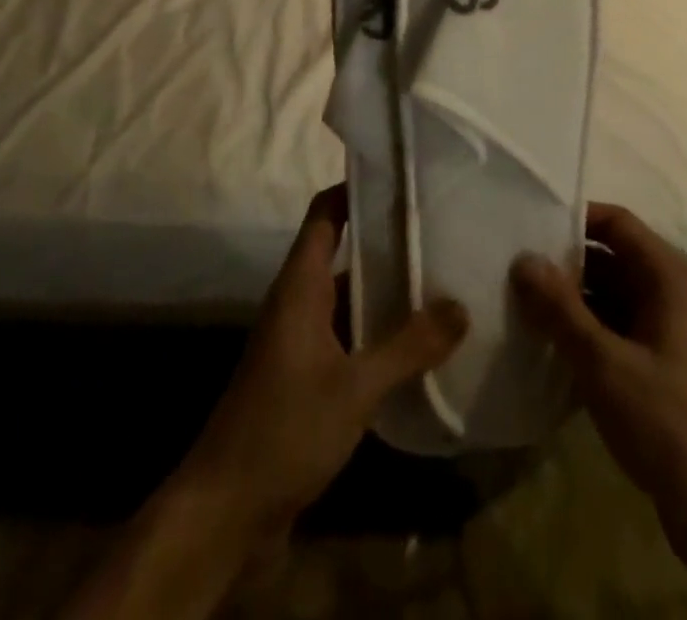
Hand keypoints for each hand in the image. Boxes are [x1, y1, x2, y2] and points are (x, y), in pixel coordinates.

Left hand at [67, 186, 466, 619]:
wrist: (224, 512)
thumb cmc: (284, 429)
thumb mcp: (355, 388)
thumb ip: (409, 346)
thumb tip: (461, 305)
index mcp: (301, 285)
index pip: (326, 212)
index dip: (357, 187)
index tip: (401, 174)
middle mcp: (299, 302)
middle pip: (344, 250)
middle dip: (388, 239)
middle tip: (442, 228)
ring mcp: (302, 340)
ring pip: (350, 296)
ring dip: (388, 289)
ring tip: (443, 279)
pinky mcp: (308, 376)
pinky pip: (350, 336)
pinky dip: (380, 331)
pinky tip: (420, 343)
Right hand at [515, 206, 686, 619]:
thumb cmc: (669, 421)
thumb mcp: (605, 363)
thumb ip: (561, 309)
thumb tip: (523, 259)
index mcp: (670, 276)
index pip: (616, 222)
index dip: (573, 220)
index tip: (528, 228)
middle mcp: (673, 293)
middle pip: (612, 258)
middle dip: (566, 265)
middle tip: (514, 270)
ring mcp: (670, 332)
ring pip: (612, 297)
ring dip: (573, 302)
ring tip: (521, 305)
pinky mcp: (663, 368)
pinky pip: (618, 331)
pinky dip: (587, 333)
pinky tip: (550, 346)